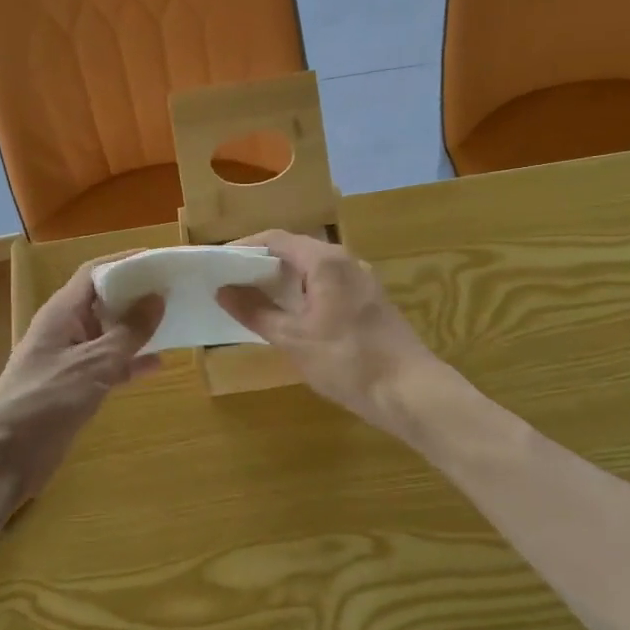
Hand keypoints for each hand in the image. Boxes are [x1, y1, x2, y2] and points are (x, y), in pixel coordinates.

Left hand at [0, 257, 162, 507]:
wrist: (3, 458)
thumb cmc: (45, 401)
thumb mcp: (93, 363)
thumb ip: (128, 332)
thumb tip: (157, 298)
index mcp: (62, 312)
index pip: (95, 272)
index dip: (126, 263)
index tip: (161, 260)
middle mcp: (65, 329)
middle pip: (104, 300)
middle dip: (137, 295)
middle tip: (176, 290)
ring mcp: (69, 359)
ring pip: (109, 334)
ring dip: (138, 329)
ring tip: (175, 321)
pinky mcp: (74, 388)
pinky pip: (109, 365)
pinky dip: (130, 362)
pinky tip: (158, 364)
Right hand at [216, 230, 437, 430]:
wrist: (410, 391)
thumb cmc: (347, 361)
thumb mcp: (294, 339)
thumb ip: (256, 312)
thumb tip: (223, 290)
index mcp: (325, 261)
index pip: (275, 239)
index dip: (243, 248)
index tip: (218, 264)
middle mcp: (346, 261)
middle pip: (295, 251)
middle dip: (261, 266)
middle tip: (230, 284)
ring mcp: (362, 281)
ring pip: (313, 270)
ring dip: (283, 282)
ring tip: (253, 302)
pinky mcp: (370, 302)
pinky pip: (328, 286)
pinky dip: (304, 295)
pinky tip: (291, 319)